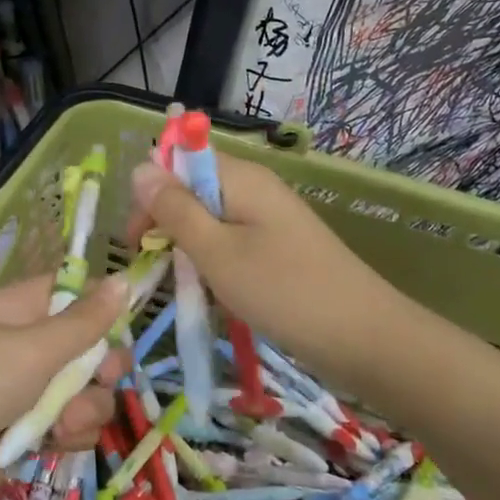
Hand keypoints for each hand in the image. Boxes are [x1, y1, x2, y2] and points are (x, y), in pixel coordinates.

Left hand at [0, 274, 129, 499]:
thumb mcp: (32, 347)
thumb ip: (84, 321)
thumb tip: (125, 279)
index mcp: (19, 311)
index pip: (71, 293)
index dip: (101, 305)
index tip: (123, 323)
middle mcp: (26, 348)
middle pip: (89, 348)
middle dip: (101, 368)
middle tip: (99, 379)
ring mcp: (27, 394)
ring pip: (86, 393)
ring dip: (85, 409)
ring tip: (60, 423)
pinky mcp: (29, 436)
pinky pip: (70, 429)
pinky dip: (69, 436)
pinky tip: (53, 444)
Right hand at [126, 154, 407, 393]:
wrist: (364, 339)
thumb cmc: (282, 291)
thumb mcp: (215, 251)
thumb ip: (174, 209)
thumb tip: (140, 167)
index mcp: (240, 178)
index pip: (178, 161)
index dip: (150, 194)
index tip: (136, 240)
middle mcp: (255, 189)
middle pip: (192, 190)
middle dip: (166, 225)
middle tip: (155, 269)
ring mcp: (269, 219)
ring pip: (209, 221)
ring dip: (189, 250)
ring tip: (187, 287)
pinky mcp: (279, 248)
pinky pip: (231, 243)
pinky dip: (215, 265)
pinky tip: (215, 294)